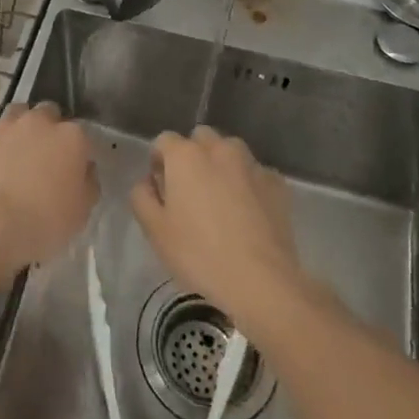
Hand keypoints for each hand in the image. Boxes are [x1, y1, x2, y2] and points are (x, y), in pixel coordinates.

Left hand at [0, 102, 97, 274]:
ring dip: (20, 129)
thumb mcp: (82, 211)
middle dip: (48, 129)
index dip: (75, 151)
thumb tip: (85, 169)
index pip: (80, 134)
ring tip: (16, 155)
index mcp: (71, 137)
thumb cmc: (44, 223)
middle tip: (43, 157)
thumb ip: (88, 182)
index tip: (71, 169)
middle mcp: (40, 122)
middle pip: (48, 114)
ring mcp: (6, 125)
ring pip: (17, 114)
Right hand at [130, 126, 306, 329]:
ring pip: (230, 151)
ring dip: (221, 165)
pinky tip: (248, 213)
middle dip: (192, 156)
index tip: (161, 188)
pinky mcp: (277, 183)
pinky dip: (248, 183)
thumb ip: (142, 197)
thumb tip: (148, 182)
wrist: (261, 280)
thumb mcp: (155, 231)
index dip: (159, 161)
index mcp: (185, 156)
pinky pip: (255, 173)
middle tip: (190, 191)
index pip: (164, 141)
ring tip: (222, 200)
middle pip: (200, 139)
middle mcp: (219, 149)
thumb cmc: (199, 254)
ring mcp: (252, 164)